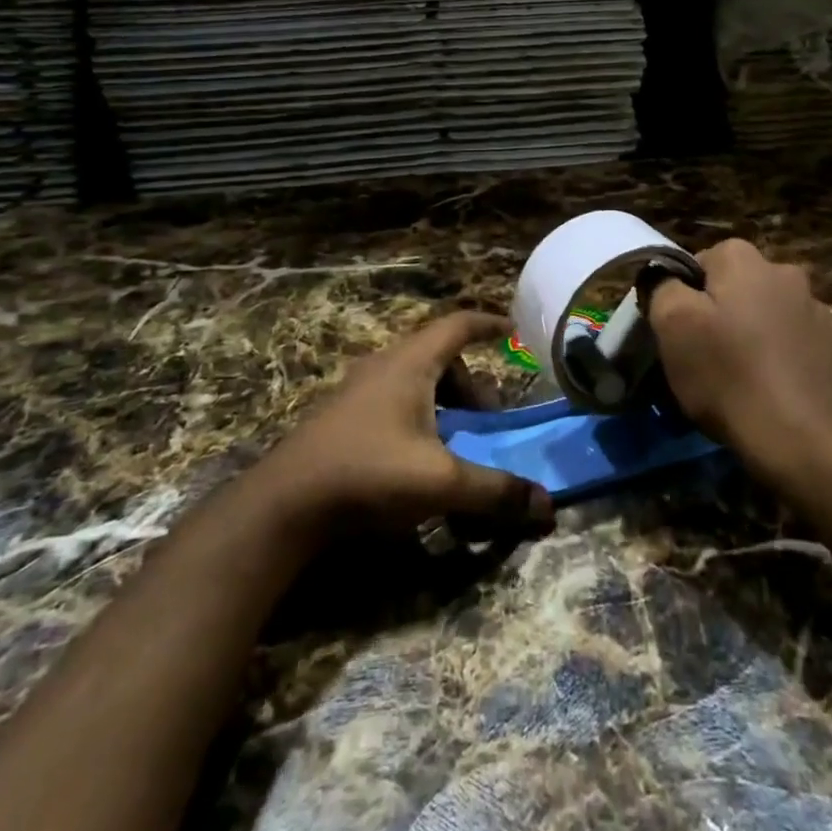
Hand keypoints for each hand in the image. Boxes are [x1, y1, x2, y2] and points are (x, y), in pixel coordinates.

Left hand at [259, 311, 553, 536]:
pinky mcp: (343, 418)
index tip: (514, 333)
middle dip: (471, 383)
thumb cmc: (368, 473)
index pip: (458, 325)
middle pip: (439, 356)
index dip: (489, 325)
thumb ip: (495, 492)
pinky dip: (419, 416)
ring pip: (415, 380)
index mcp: (410, 363)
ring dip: (444, 402)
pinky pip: (394, 400)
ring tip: (455, 441)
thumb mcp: (440, 483)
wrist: (284, 504)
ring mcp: (358, 391)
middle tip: (487, 419)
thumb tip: (547, 505)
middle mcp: (384, 366)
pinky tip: (417, 459)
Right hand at [647, 238, 831, 476]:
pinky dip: (789, 366)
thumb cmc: (729, 375)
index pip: (700, 263)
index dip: (685, 298)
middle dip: (724, 315)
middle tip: (707, 357)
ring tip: (744, 383)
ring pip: (773, 318)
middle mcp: (787, 274)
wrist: (807, 441)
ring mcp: (820, 314)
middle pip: (739, 289)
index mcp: (744, 260)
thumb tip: (666, 278)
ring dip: (758, 338)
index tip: (680, 333)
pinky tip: (779, 397)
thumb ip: (663, 287)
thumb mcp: (672, 325)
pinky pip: (802, 351)